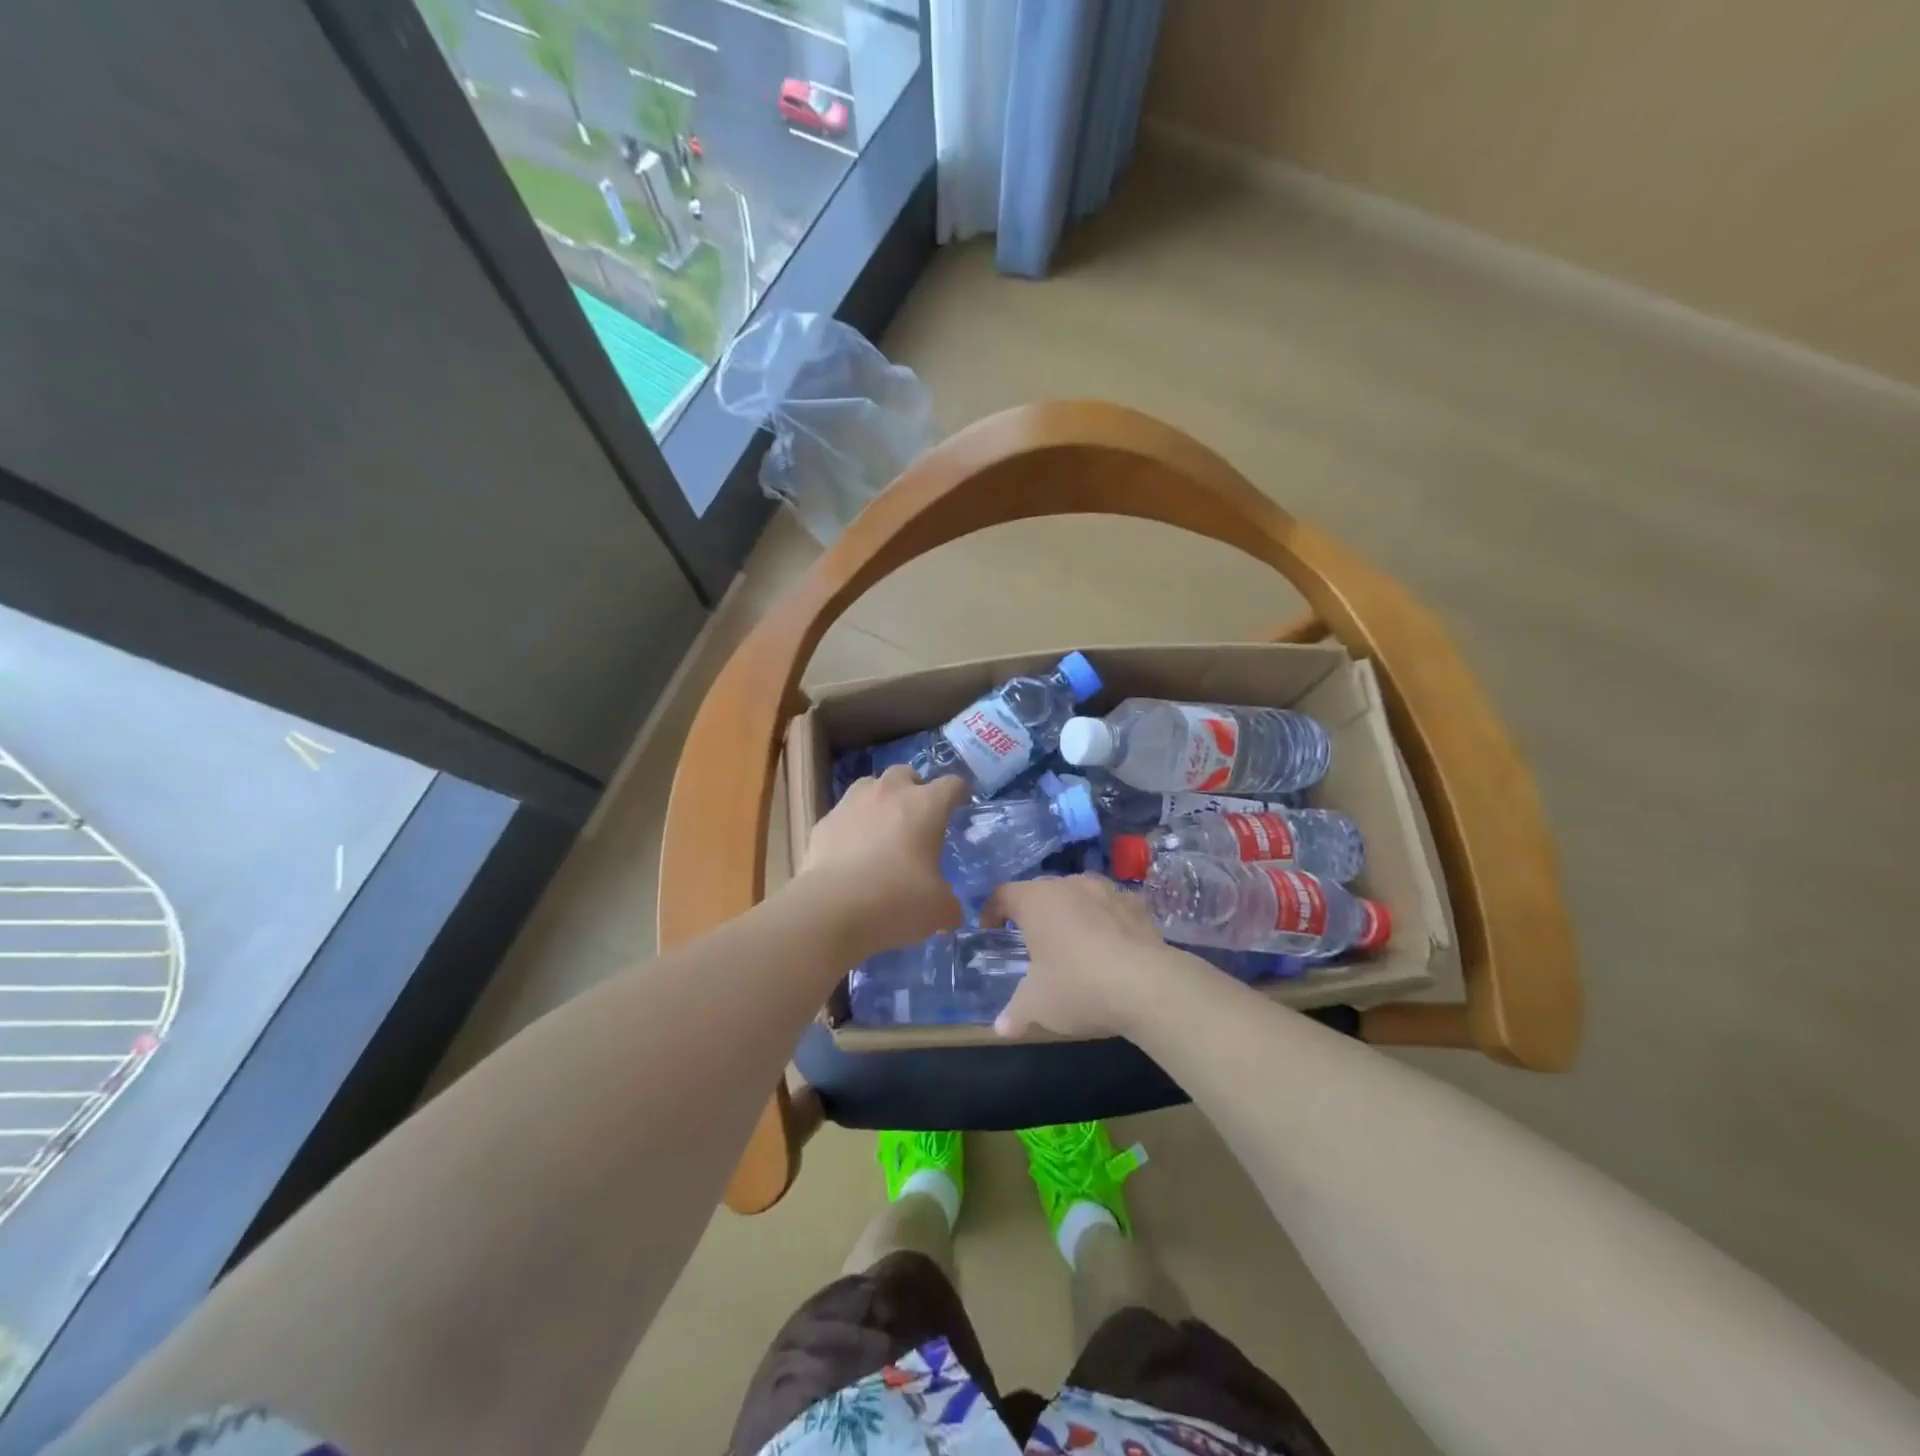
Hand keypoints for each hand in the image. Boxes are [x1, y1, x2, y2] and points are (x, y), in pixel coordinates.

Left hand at [796, 766, 968, 960]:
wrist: (832, 910)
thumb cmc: (898, 901)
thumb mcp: (939, 909)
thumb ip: (948, 901)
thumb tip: (949, 908)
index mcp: (926, 806)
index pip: (951, 784)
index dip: (959, 792)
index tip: (962, 803)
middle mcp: (889, 794)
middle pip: (905, 773)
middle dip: (914, 788)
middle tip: (918, 816)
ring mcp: (851, 804)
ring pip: (869, 785)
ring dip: (880, 799)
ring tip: (882, 826)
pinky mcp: (824, 823)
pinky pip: (843, 814)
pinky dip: (851, 826)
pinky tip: (851, 851)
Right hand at [983, 876, 1193, 1039]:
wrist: (1149, 986)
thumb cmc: (1078, 986)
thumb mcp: (1037, 1005)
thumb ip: (1015, 1012)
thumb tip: (1000, 1027)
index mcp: (1036, 900)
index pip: (1003, 894)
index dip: (992, 911)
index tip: (991, 930)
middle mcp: (1070, 885)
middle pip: (1042, 891)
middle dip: (1034, 913)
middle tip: (1031, 942)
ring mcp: (1108, 891)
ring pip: (1079, 895)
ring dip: (1072, 913)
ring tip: (1072, 942)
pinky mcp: (1138, 906)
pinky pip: (1112, 908)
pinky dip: (1105, 921)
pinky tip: (1110, 948)